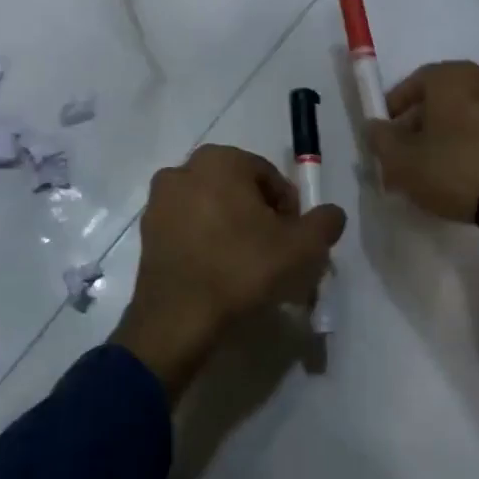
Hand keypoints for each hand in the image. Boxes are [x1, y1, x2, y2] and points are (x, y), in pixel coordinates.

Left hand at [112, 144, 346, 397]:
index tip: (294, 240)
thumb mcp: (302, 247)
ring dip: (232, 228)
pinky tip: (219, 271)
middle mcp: (183, 170)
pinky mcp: (147, 231)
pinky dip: (206, 242)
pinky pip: (188, 228)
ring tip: (247, 265)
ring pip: (212, 208)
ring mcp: (159, 201)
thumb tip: (332, 213)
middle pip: (238, 190)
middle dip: (259, 217)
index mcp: (220, 160)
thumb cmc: (243, 269)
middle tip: (274, 252)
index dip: (289, 209)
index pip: (269, 177)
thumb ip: (325, 222)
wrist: (179, 317)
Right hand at [364, 61, 478, 222]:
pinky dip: (472, 142)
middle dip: (420, 122)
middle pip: (442, 98)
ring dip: (447, 133)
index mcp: (454, 77)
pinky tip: (462, 171)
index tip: (385, 132)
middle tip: (406, 152)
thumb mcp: (402, 160)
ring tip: (433, 166)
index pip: (415, 81)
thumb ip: (381, 139)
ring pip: (467, 114)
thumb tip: (374, 126)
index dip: (395, 106)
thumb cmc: (453, 169)